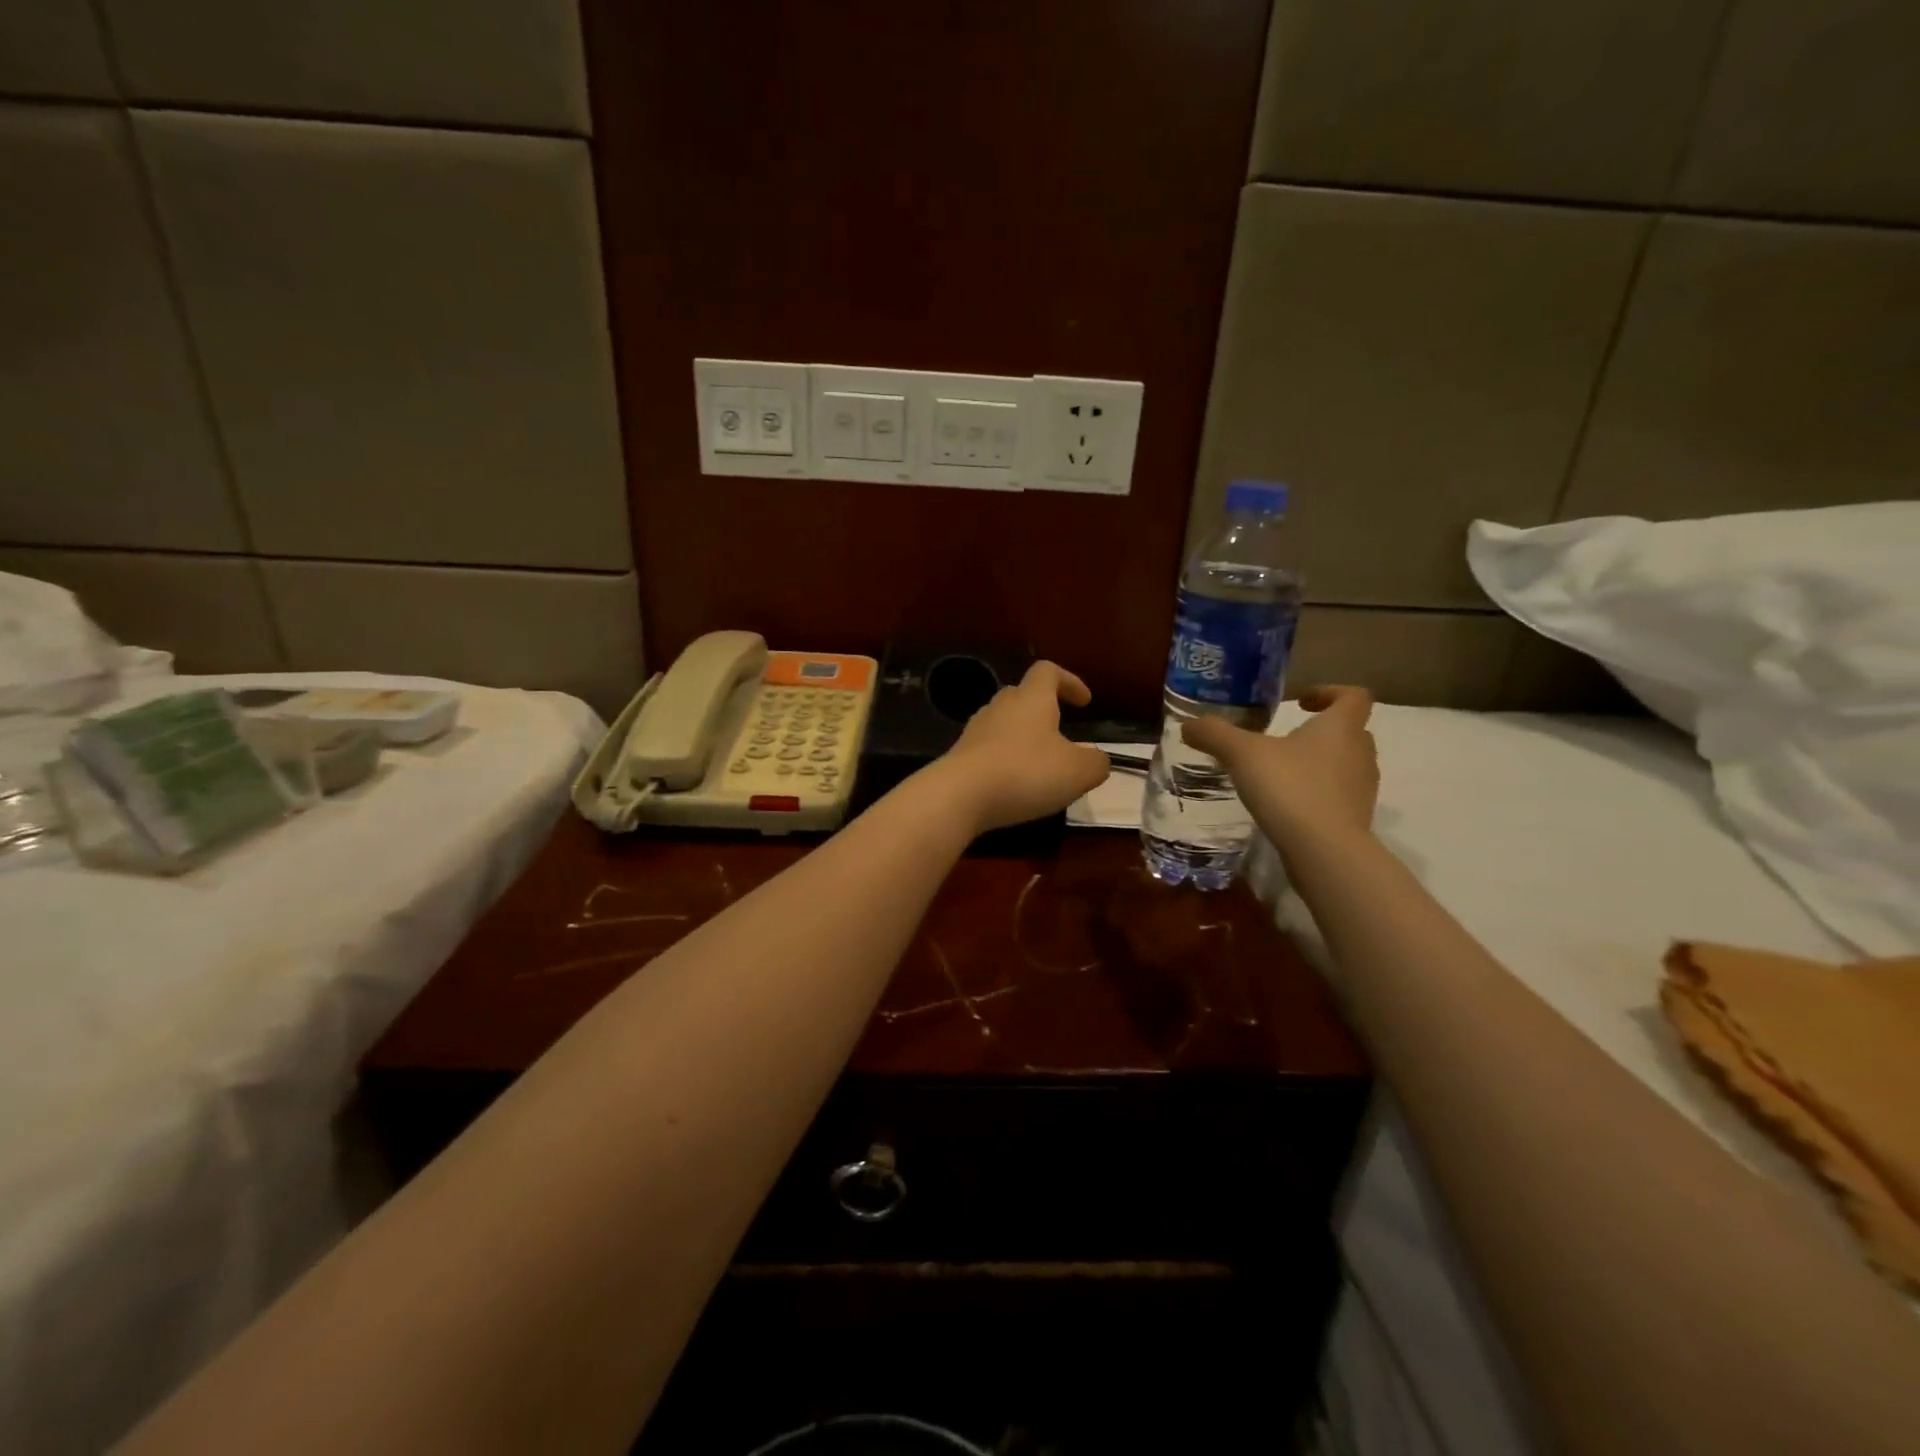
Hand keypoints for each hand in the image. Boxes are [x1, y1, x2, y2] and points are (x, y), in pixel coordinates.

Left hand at [933, 662, 1111, 833]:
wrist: (960, 795)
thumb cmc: (1026, 772)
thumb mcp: (1078, 772)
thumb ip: (1095, 763)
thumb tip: (1097, 760)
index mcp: (1031, 699)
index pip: (1048, 671)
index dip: (1069, 681)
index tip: (1084, 701)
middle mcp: (1000, 707)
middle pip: (1021, 695)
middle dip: (1041, 709)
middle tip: (1059, 732)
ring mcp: (975, 731)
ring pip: (1002, 723)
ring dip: (1021, 736)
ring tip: (1038, 762)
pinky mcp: (959, 756)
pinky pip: (987, 750)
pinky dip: (1003, 760)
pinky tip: (1013, 783)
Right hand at [1182, 685, 1378, 847]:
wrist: (1324, 851)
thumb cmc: (1290, 788)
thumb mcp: (1242, 755)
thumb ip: (1215, 735)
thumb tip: (1188, 725)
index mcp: (1341, 728)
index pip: (1354, 697)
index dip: (1330, 692)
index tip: (1301, 702)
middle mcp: (1360, 753)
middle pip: (1351, 730)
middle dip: (1321, 731)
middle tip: (1286, 738)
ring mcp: (1362, 789)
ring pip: (1346, 764)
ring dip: (1320, 763)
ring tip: (1282, 773)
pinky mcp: (1356, 819)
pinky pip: (1338, 795)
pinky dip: (1318, 793)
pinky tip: (1287, 805)